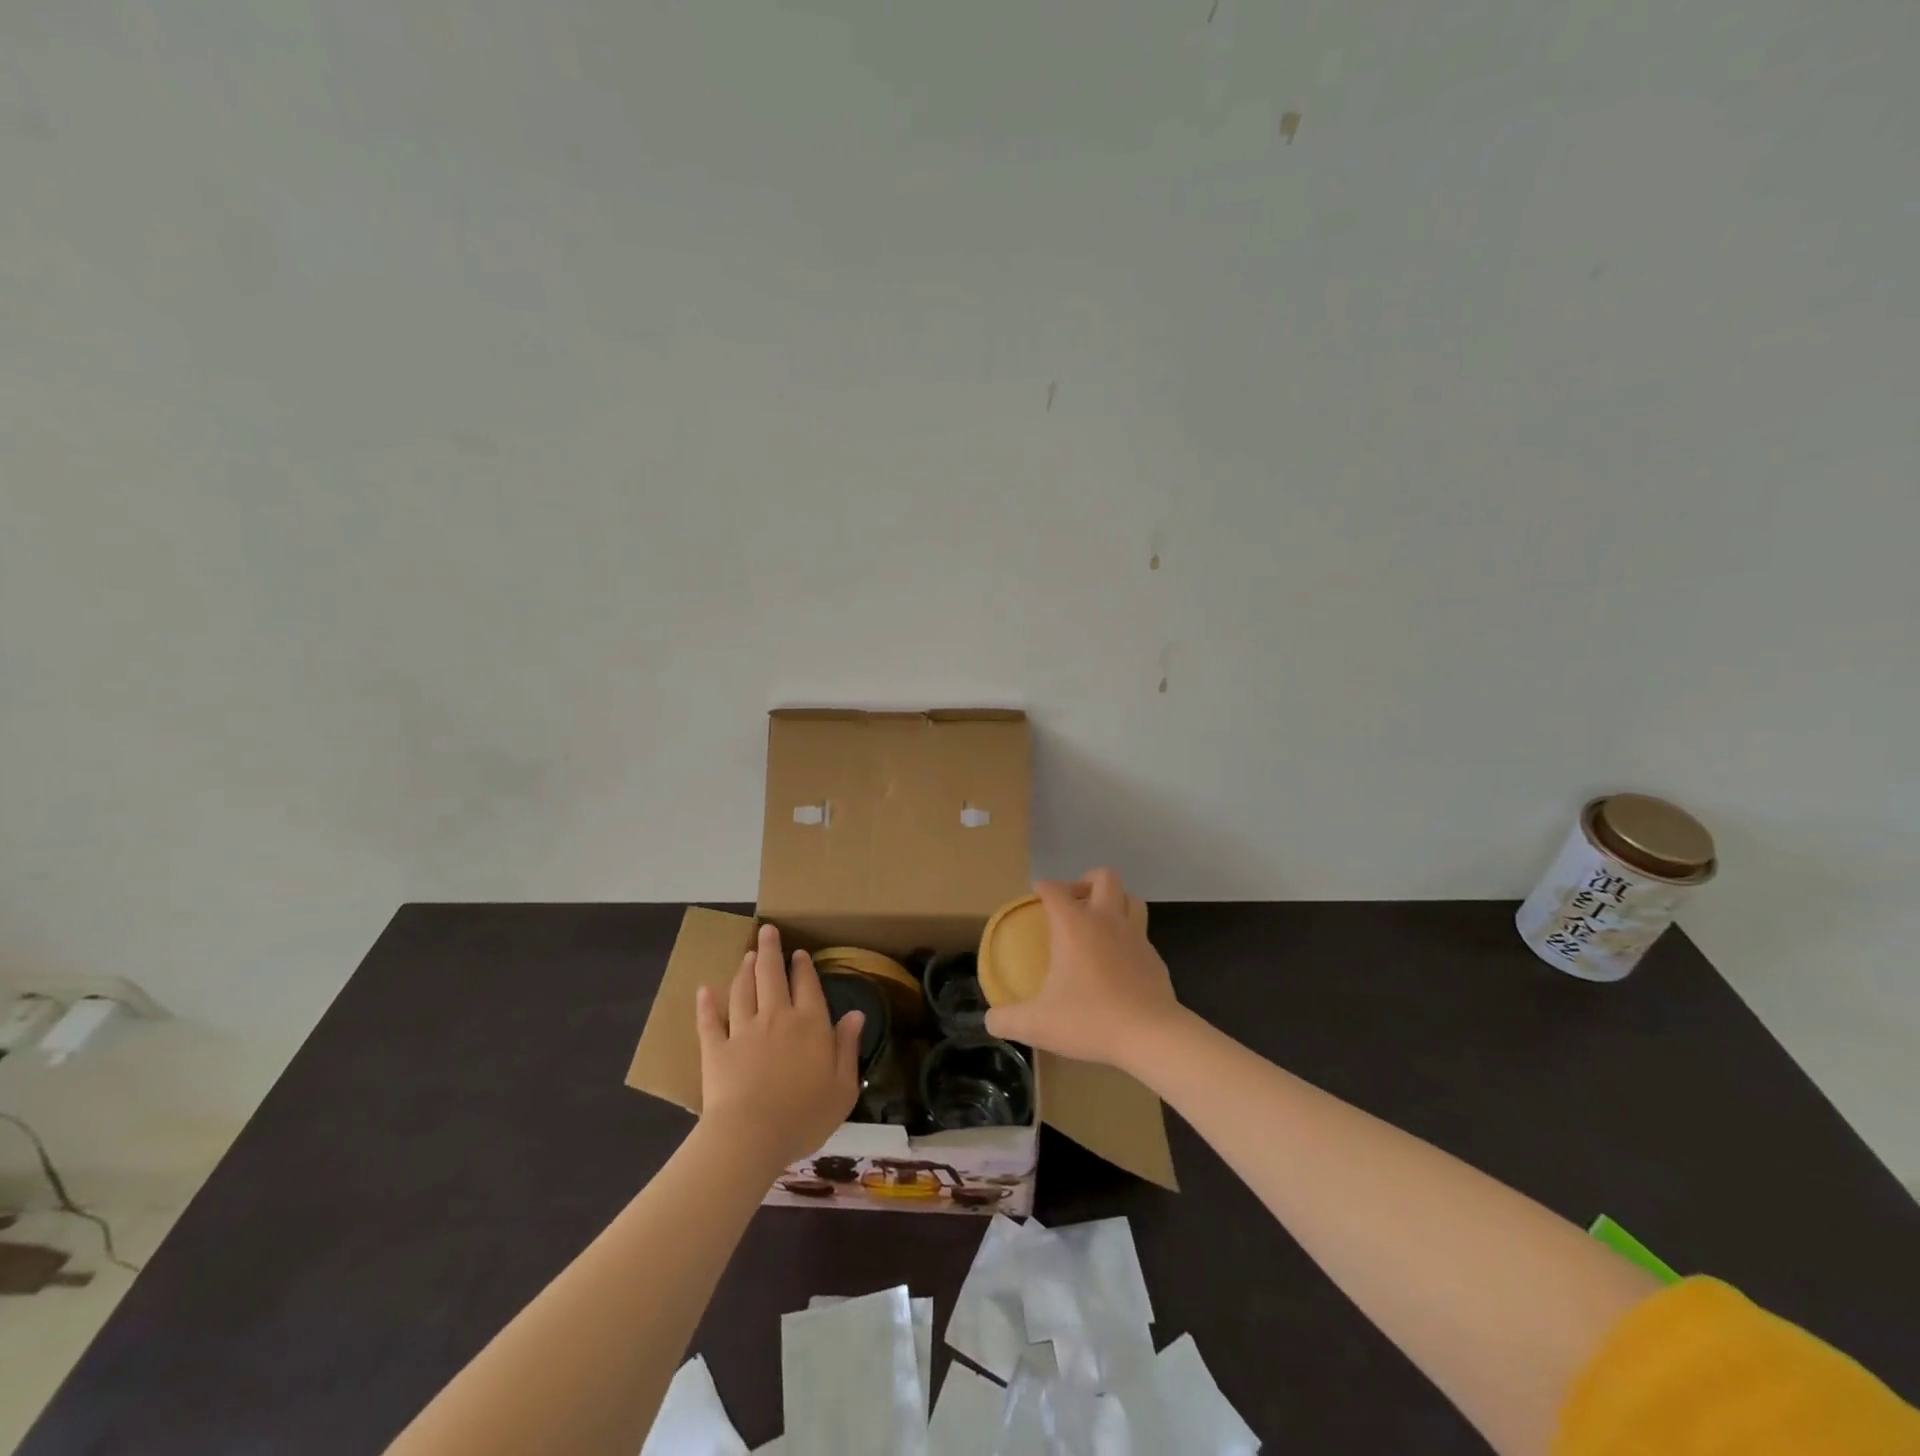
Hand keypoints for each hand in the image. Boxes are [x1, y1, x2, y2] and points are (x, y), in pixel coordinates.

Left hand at [696, 924, 864, 1170]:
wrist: (751, 1136)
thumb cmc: (805, 1116)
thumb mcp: (843, 1087)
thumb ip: (848, 1047)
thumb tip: (856, 1014)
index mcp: (810, 1024)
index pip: (807, 985)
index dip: (803, 967)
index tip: (799, 953)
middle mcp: (777, 1017)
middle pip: (772, 975)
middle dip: (771, 951)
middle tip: (767, 931)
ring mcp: (743, 1030)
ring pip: (743, 990)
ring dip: (745, 970)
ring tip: (747, 956)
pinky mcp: (716, 1049)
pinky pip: (709, 1021)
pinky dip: (706, 1004)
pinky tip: (703, 990)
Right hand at [984, 868, 1180, 1071]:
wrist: (1151, 1035)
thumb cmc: (1090, 1019)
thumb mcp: (1037, 1024)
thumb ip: (1007, 1020)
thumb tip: (990, 1020)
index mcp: (1074, 925)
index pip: (1055, 890)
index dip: (1043, 888)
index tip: (1036, 895)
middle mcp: (1106, 920)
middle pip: (1103, 877)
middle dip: (1086, 881)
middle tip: (1073, 903)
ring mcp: (1135, 936)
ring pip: (1130, 898)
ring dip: (1114, 901)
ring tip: (1098, 922)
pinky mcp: (1155, 957)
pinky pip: (1141, 933)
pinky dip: (1128, 937)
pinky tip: (1118, 961)